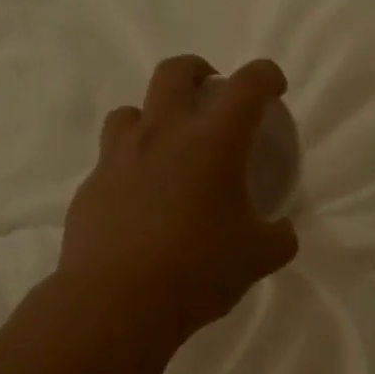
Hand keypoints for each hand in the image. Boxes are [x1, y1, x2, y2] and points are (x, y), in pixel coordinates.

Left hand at [59, 56, 299, 337]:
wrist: (116, 302)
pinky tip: (140, 200)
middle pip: (176, 72)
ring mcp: (120, 157)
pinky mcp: (92, 185)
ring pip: (132, 110)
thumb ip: (279, 238)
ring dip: (154, 117)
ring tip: (168, 147)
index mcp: (212, 142)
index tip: (274, 86)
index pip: (247, 86)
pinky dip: (130, 165)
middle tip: (212, 94)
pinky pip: (111, 159)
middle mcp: (163, 135)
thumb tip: (282, 231)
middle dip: (199, 71)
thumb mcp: (258, 258)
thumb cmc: (197, 270)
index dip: (266, 76)